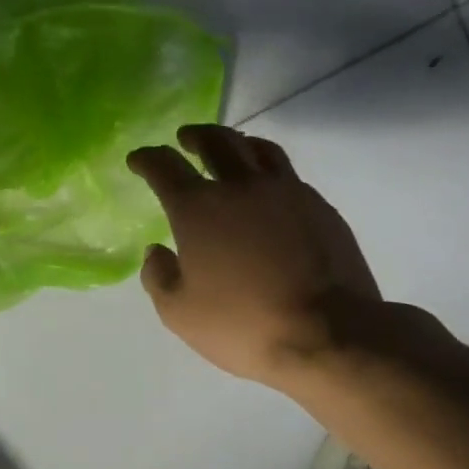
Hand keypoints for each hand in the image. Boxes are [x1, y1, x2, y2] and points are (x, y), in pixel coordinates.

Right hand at [127, 124, 381, 386]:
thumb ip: (159, 277)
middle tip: (186, 139)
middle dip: (195, 136)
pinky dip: (269, 171)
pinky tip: (269, 191)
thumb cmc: (244, 324)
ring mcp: (287, 192)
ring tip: (231, 149)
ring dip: (237, 142)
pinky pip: (288, 175)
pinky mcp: (321, 206)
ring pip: (259, 148)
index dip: (147, 159)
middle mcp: (241, 187)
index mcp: (199, 208)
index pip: (165, 167)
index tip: (138, 160)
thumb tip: (156, 251)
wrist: (329, 333)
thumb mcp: (180, 313)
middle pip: (216, 141)